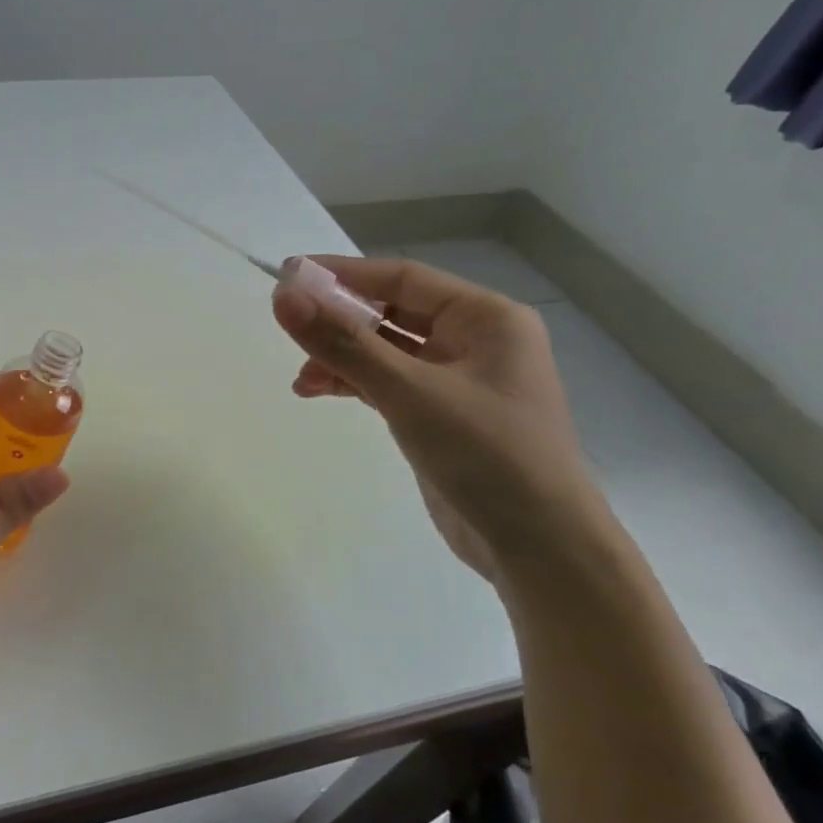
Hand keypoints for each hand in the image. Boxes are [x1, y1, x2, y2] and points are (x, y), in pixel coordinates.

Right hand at [272, 254, 604, 579]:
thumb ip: (344, 344)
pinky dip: (354, 384)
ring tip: (301, 378)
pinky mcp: (441, 416)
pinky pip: (388, 383)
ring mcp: (458, 381)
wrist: (539, 548)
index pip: (403, 279)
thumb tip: (284, 297)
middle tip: (289, 329)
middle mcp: (475, 341)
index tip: (287, 275)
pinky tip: (318, 391)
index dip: (343, 274)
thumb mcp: (409, 393)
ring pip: (386, 351)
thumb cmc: (486, 455)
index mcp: (486, 318)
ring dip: (341, 358)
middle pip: (392, 313)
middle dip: (340, 322)